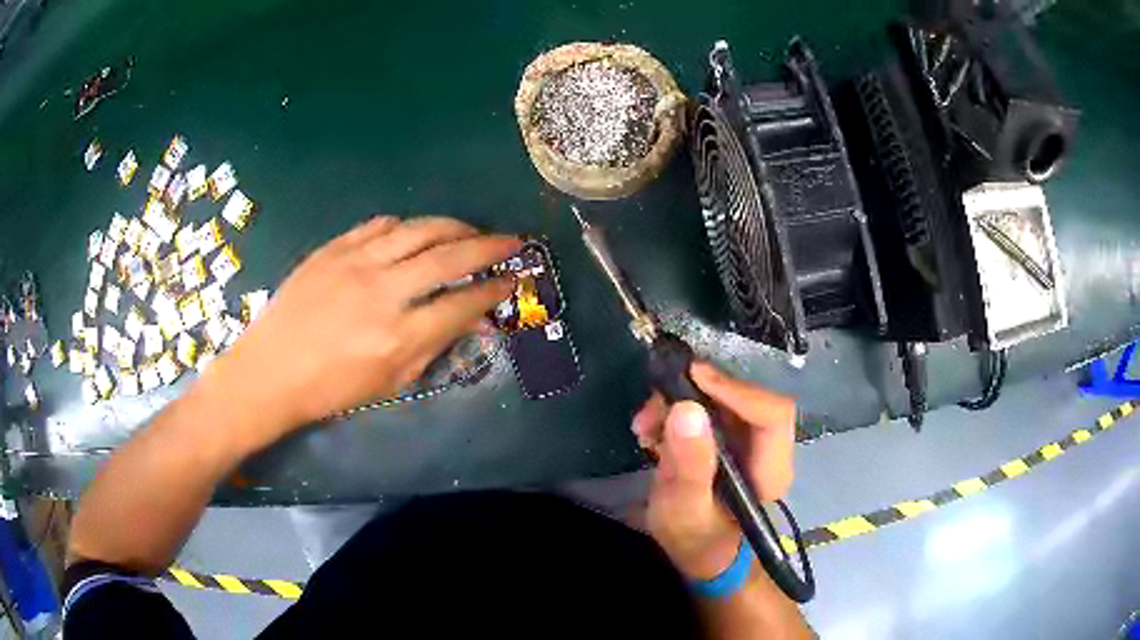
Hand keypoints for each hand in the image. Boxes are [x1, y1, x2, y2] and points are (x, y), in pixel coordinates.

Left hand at [204, 216, 519, 441]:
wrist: (271, 371)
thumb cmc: (330, 389)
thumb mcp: (389, 383)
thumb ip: (433, 347)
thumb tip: (470, 320)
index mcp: (398, 337)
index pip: (463, 303)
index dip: (494, 290)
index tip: (512, 280)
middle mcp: (382, 292)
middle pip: (450, 255)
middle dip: (490, 245)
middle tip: (512, 241)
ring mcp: (355, 263)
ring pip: (419, 229)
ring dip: (454, 225)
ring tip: (470, 230)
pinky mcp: (333, 249)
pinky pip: (379, 225)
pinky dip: (406, 226)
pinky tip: (415, 233)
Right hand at [632, 362, 795, 579]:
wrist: (698, 550)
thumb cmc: (695, 539)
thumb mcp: (684, 510)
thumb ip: (688, 467)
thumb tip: (686, 409)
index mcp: (771, 469)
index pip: (772, 414)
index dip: (736, 391)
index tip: (692, 378)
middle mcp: (769, 447)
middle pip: (746, 399)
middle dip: (698, 394)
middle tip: (653, 408)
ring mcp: (750, 440)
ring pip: (724, 399)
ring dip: (681, 401)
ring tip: (645, 424)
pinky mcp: (731, 436)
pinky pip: (710, 407)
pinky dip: (679, 410)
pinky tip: (653, 430)